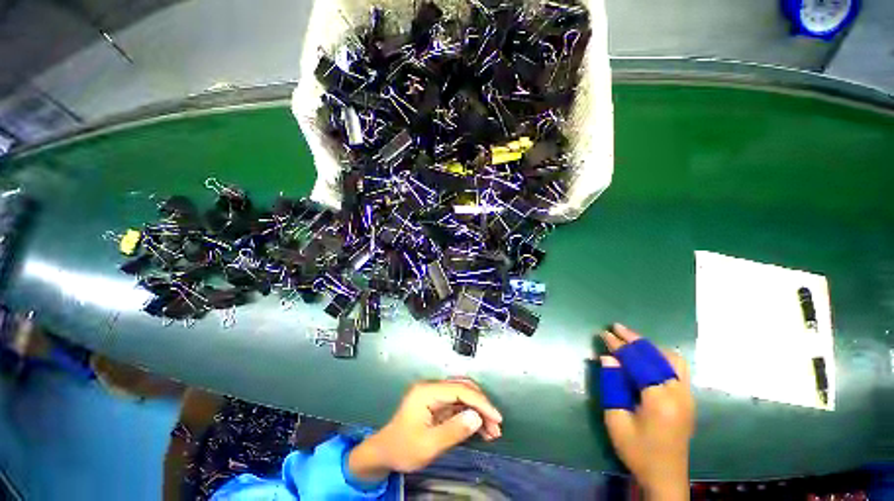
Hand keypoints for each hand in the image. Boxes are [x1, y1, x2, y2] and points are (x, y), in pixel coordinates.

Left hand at [348, 378, 502, 481]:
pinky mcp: (436, 403)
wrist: (384, 453)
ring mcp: (434, 395)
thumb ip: (453, 430)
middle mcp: (432, 388)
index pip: (460, 390)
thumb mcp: (428, 445)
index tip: (496, 418)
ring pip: (462, 396)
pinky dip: (470, 415)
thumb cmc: (403, 448)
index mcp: (427, 392)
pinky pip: (457, 405)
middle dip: (481, 405)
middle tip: (496, 426)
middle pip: (463, 388)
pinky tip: (481, 429)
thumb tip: (477, 417)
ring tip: (492, 431)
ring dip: (478, 411)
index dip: (480, 402)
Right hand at [599, 324, 694, 500]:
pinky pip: (678, 368)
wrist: (665, 476)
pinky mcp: (689, 399)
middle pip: (656, 356)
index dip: (619, 345)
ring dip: (649, 346)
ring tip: (630, 340)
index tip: (604, 333)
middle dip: (634, 339)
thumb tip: (608, 358)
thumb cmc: (637, 450)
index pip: (638, 362)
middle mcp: (679, 393)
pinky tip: (648, 357)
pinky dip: (661, 356)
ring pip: (671, 359)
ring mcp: (687, 396)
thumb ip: (612, 385)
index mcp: (660, 400)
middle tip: (615, 327)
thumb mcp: (616, 419)